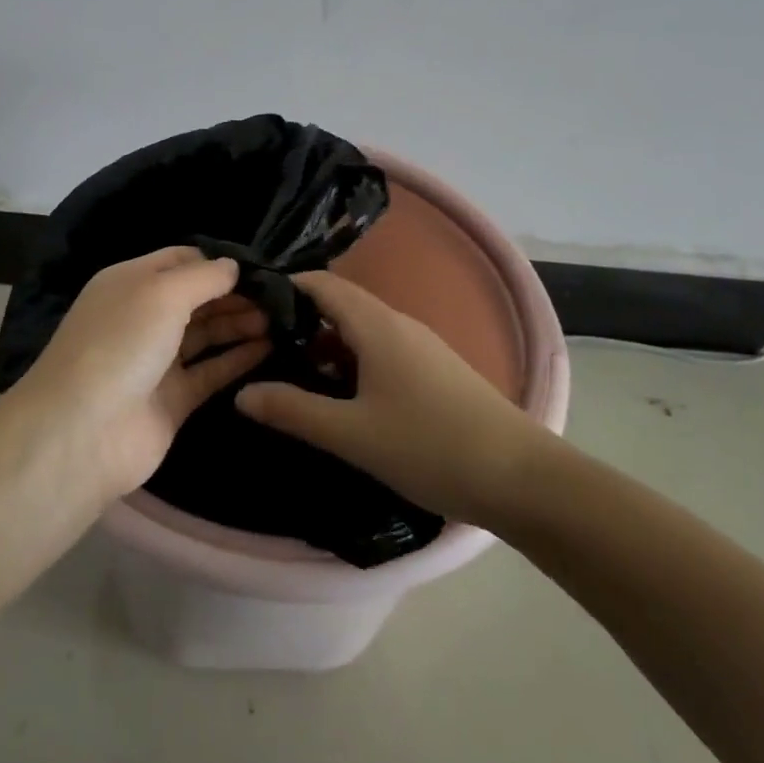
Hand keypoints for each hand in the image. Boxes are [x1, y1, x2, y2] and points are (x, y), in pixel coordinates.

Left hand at [15, 246, 270, 501]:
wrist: (84, 432)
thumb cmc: (121, 344)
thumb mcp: (162, 293)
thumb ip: (204, 276)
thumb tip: (234, 266)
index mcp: (131, 282)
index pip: (181, 260)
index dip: (218, 261)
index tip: (261, 267)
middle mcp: (143, 317)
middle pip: (197, 297)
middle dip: (235, 294)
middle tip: (280, 298)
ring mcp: (157, 361)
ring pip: (206, 334)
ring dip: (240, 323)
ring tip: (281, 319)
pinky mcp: (173, 400)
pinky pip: (211, 371)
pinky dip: (238, 359)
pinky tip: (270, 347)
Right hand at [235, 271, 544, 527]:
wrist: (523, 478)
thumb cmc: (430, 446)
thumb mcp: (352, 433)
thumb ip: (293, 410)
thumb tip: (240, 393)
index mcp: (377, 325)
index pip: (322, 284)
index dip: (285, 288)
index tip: (248, 308)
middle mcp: (399, 324)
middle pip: (340, 305)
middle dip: (300, 321)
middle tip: (260, 347)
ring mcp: (421, 348)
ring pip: (361, 332)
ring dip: (325, 346)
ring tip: (291, 374)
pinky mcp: (435, 372)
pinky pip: (382, 352)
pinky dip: (352, 363)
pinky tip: (341, 398)